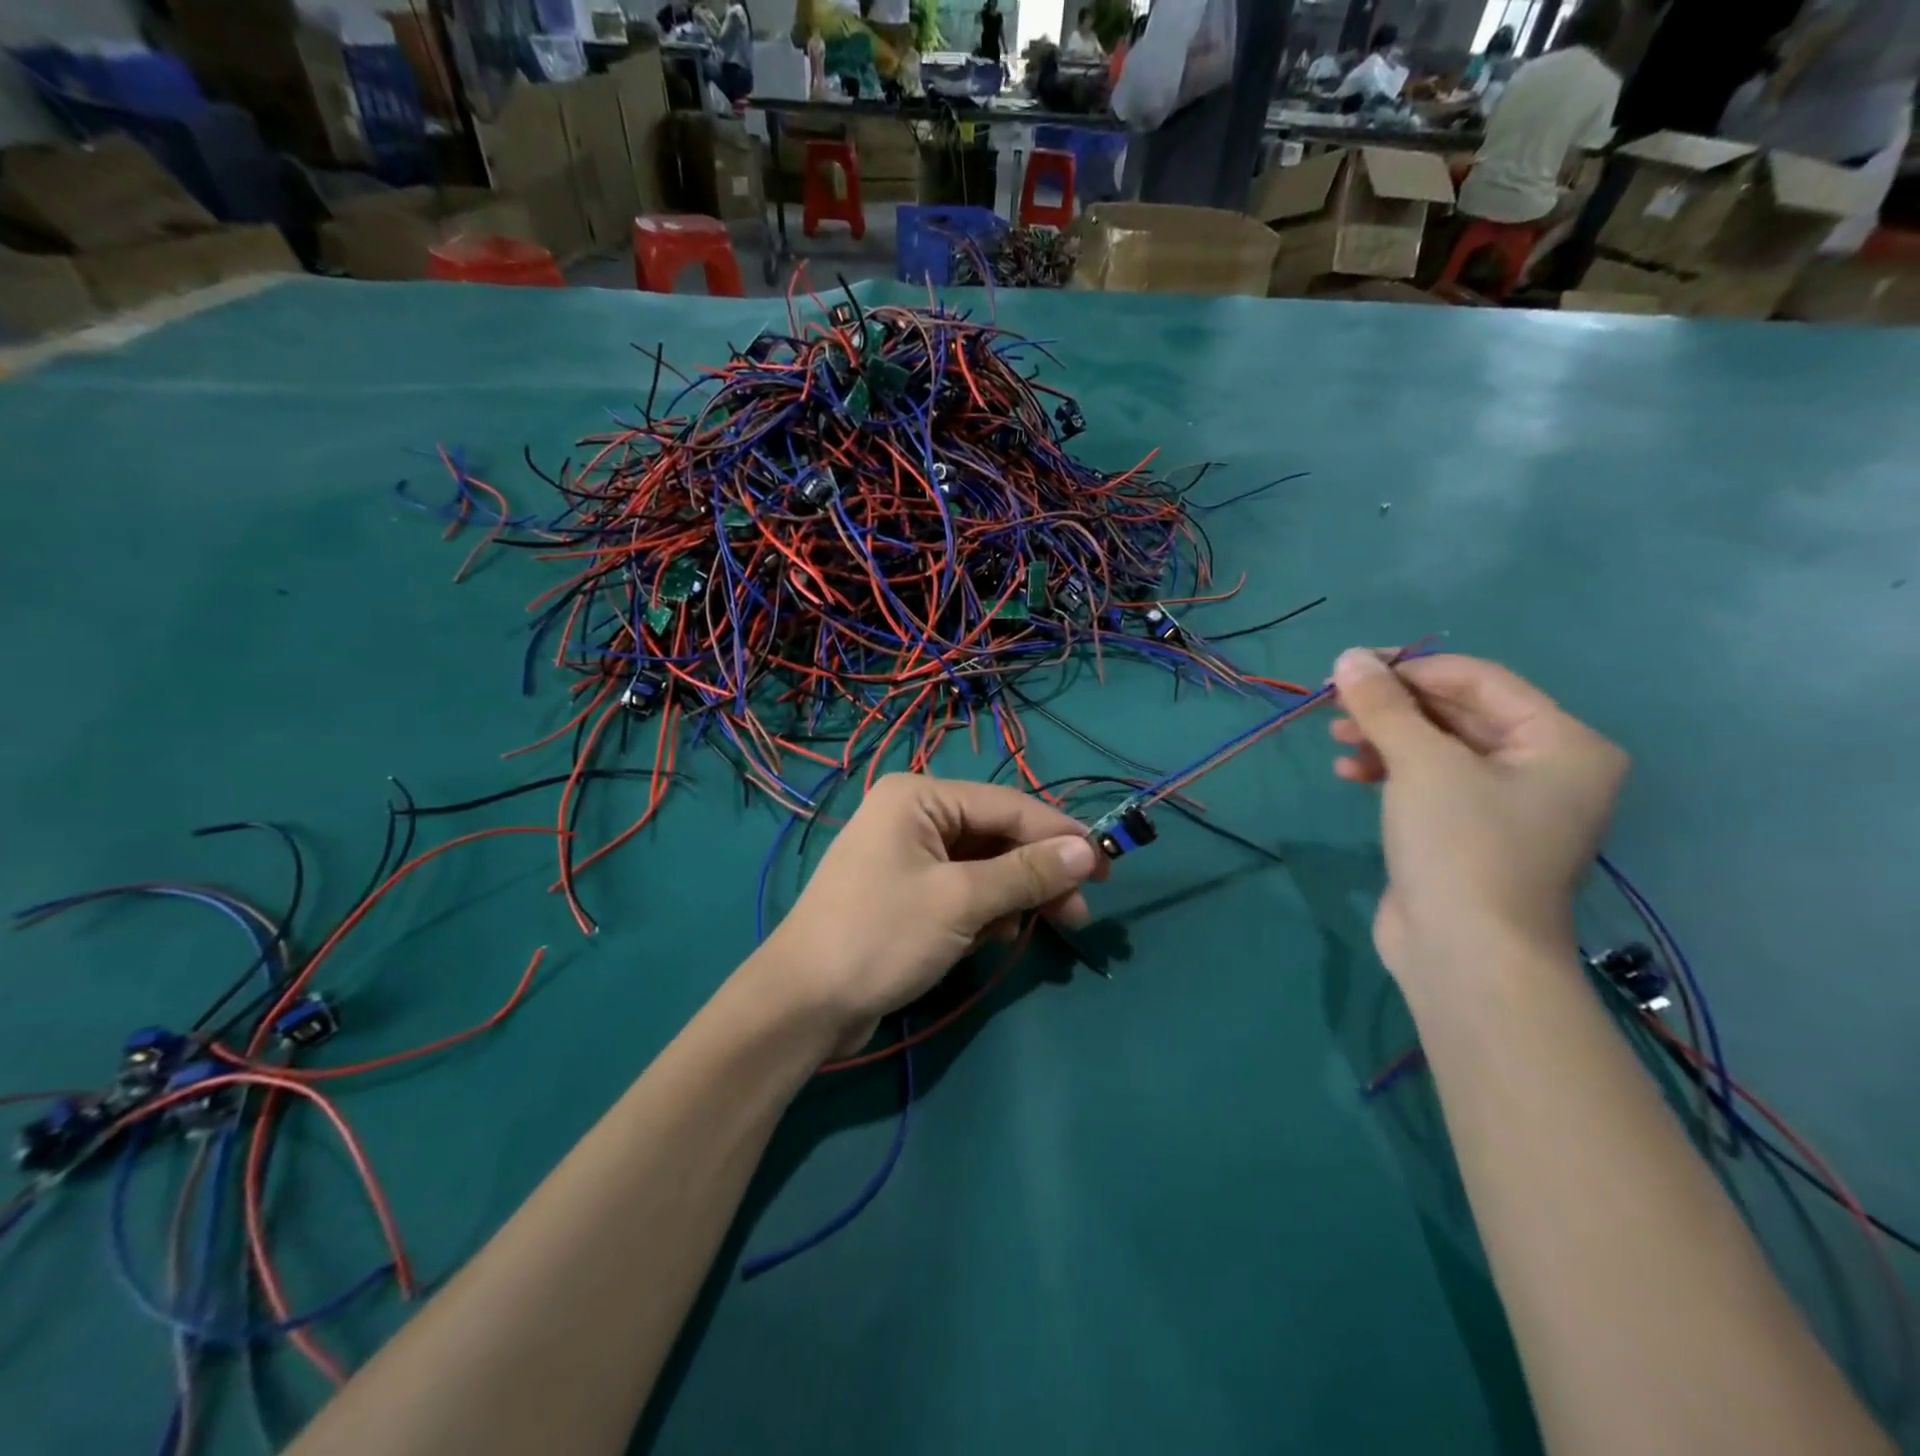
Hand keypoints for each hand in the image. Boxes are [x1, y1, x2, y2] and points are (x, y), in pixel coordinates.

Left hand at [764, 774, 1104, 1054]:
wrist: (803, 1005)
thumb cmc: (880, 937)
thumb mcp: (961, 901)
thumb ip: (1027, 873)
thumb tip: (1088, 850)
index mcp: (919, 797)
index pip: (1007, 806)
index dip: (1060, 834)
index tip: (1106, 865)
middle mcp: (914, 815)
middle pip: (997, 836)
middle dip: (1038, 873)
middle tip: (1080, 911)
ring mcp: (909, 855)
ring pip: (984, 866)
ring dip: (1015, 896)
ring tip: (1041, 928)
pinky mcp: (908, 893)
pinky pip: (964, 890)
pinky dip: (987, 911)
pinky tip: (997, 938)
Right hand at [1328, 650, 1627, 987]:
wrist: (1466, 957)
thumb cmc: (1461, 847)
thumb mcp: (1421, 764)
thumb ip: (1384, 705)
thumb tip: (1348, 656)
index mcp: (1562, 743)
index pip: (1480, 680)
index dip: (1412, 668)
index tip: (1351, 669)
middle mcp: (1544, 768)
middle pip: (1458, 712)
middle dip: (1394, 705)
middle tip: (1335, 703)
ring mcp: (1506, 805)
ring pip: (1438, 748)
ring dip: (1385, 737)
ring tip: (1336, 737)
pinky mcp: (1467, 833)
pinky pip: (1428, 782)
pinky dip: (1389, 770)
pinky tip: (1349, 771)